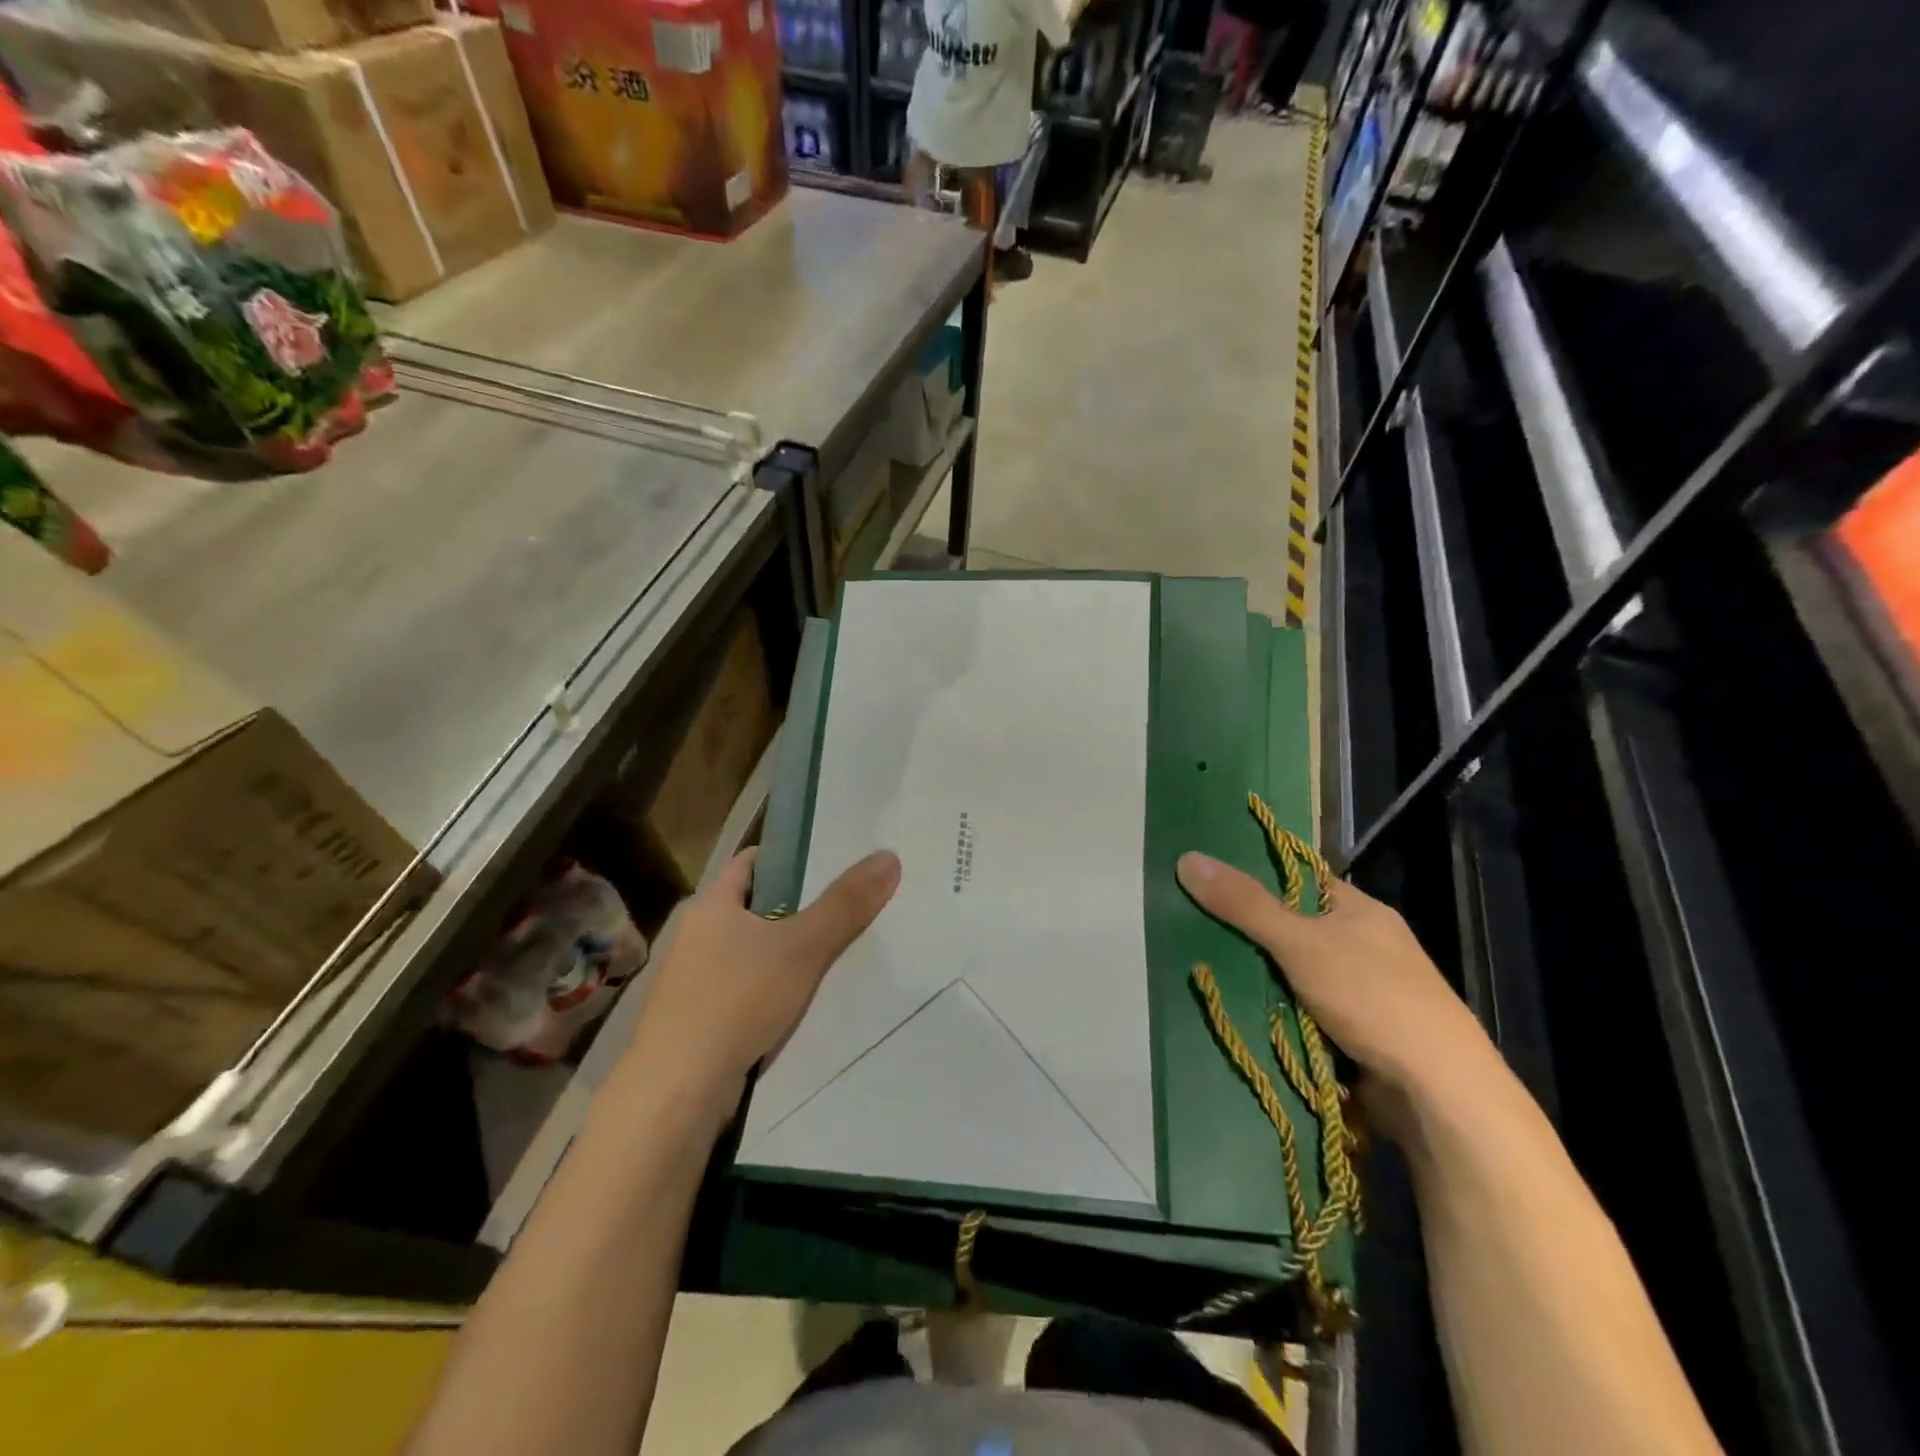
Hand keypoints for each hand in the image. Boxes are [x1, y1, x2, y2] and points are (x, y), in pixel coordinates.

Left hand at [624, 848, 900, 1119]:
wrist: (677, 1091)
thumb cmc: (735, 1000)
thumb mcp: (801, 947)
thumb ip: (844, 904)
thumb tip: (888, 856)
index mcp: (710, 906)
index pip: (748, 863)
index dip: (784, 857)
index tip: (824, 857)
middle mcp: (694, 937)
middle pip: (751, 908)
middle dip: (792, 906)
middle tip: (843, 903)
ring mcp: (691, 982)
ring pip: (747, 952)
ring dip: (781, 952)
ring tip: (831, 951)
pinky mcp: (696, 1022)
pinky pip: (742, 991)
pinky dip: (769, 990)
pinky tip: (800, 1002)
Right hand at [1176, 851, 1489, 1097]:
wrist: (1438, 1092)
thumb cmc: (1373, 998)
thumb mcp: (1301, 942)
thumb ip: (1245, 904)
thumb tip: (1187, 858)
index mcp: (1359, 910)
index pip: (1299, 880)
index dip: (1256, 877)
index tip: (1208, 881)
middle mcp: (1363, 945)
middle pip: (1292, 928)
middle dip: (1249, 935)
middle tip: (1193, 928)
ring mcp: (1363, 992)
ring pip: (1294, 973)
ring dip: (1260, 979)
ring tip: (1203, 969)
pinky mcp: (1356, 1033)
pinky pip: (1303, 1011)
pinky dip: (1277, 1012)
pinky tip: (1239, 1011)